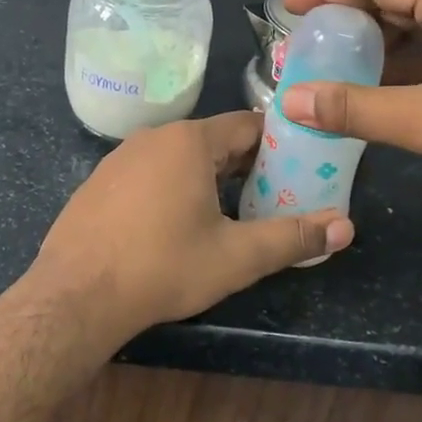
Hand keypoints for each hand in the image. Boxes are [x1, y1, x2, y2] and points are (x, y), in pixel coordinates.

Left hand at [31, 112, 353, 341]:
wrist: (76, 295)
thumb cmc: (163, 267)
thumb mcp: (236, 257)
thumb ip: (293, 237)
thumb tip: (345, 227)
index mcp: (190, 141)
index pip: (247, 126)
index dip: (278, 146)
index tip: (300, 169)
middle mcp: (154, 137)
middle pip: (214, 141)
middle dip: (246, 165)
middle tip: (272, 196)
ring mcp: (121, 157)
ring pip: (179, 157)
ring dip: (209, 177)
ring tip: (230, 213)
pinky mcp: (99, 181)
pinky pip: (149, 172)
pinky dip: (172, 187)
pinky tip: (174, 224)